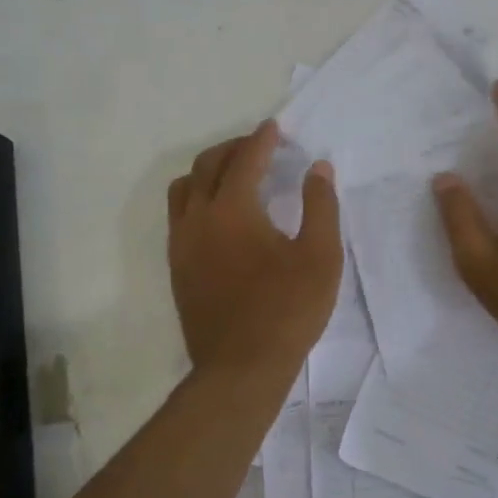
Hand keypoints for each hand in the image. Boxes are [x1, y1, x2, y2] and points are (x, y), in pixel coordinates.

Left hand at [168, 120, 342, 378]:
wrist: (241, 368)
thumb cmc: (287, 309)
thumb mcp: (320, 256)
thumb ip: (320, 206)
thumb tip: (318, 168)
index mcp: (233, 210)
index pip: (245, 160)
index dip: (261, 140)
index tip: (274, 128)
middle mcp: (198, 219)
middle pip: (207, 166)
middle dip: (232, 149)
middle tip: (257, 147)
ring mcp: (182, 244)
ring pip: (183, 189)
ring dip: (207, 172)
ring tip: (233, 175)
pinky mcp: (177, 268)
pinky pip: (178, 216)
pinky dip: (196, 199)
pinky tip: (219, 215)